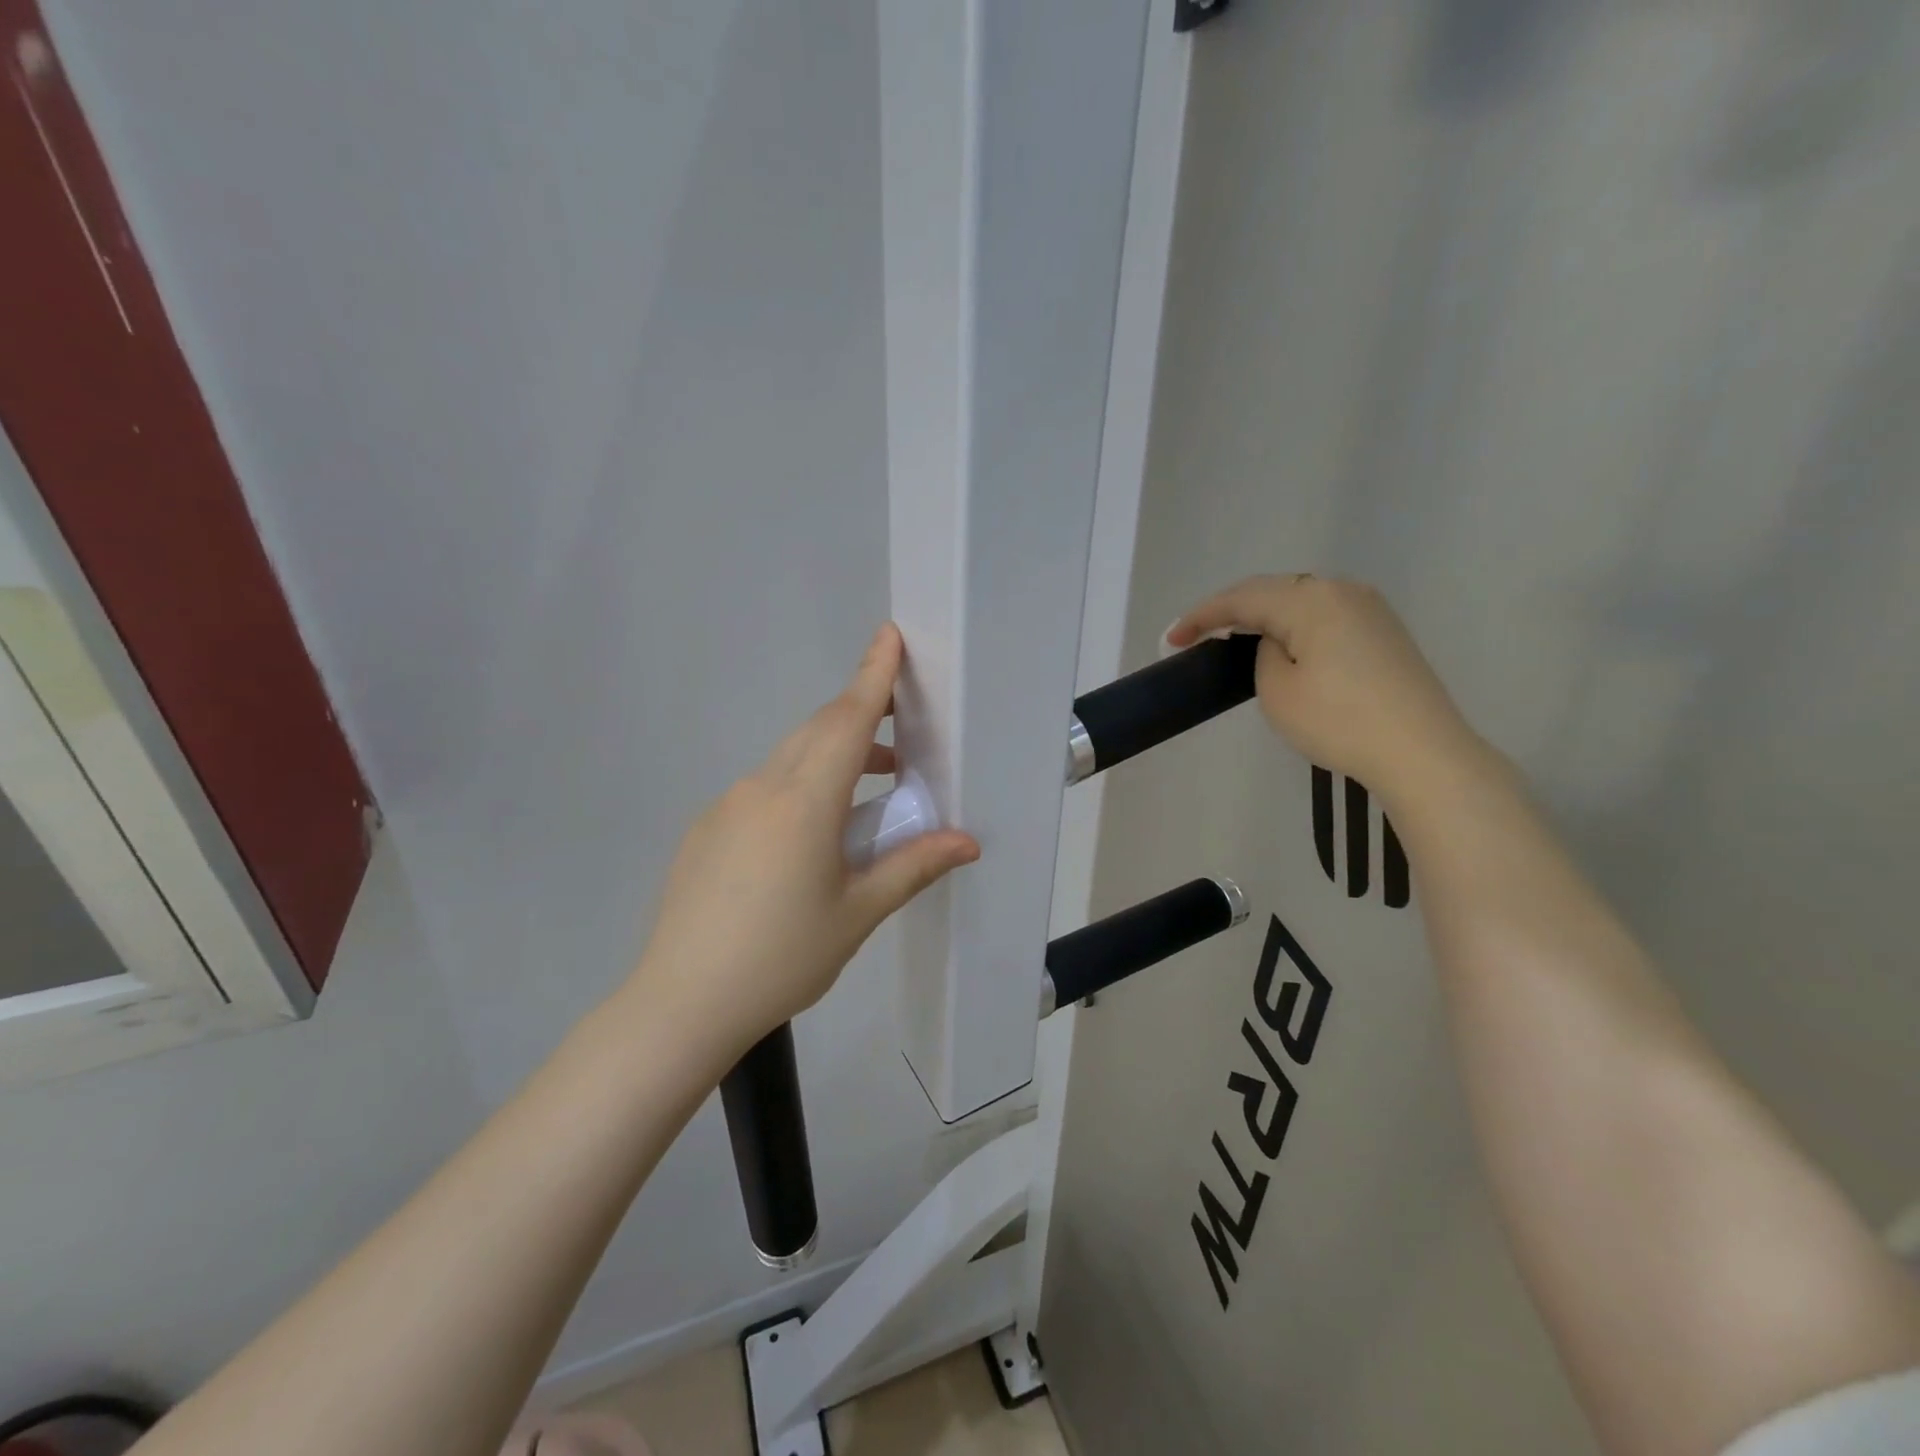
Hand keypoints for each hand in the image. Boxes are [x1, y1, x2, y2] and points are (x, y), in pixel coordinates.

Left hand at [632, 624, 979, 1057]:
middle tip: (899, 731)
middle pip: (817, 732)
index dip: (872, 676)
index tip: (889, 636)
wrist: (682, 1002)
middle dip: (859, 716)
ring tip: (868, 791)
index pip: (847, 721)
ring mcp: (726, 807)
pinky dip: (797, 789)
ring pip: (788, 761)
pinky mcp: (706, 830)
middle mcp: (762, 788)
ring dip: (831, 759)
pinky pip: (762, 791)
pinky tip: (807, 841)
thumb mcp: (858, 912)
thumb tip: (967, 842)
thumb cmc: (782, 956)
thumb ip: (913, 866)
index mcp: (804, 802)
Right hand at [1168, 574, 1486, 806]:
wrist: (1421, 753)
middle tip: (1196, 635)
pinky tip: (1282, 644)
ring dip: (1263, 616)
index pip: (1242, 598)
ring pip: (1300, 600)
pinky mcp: (1384, 632)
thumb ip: (1263, 654)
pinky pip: (1324, 616)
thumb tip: (1277, 643)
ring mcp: (1369, 609)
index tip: (1171, 639)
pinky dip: (1293, 626)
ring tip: (1232, 638)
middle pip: (1272, 591)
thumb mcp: (1277, 690)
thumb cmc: (1339, 721)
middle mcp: (1342, 590)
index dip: (1201, 616)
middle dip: (1230, 611)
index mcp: (1311, 599)